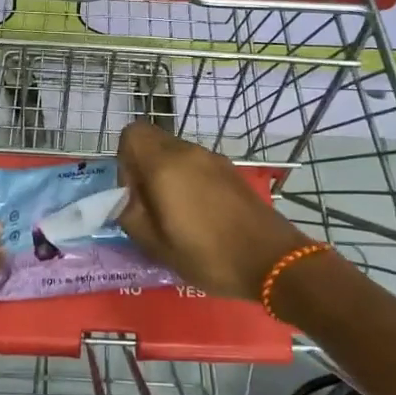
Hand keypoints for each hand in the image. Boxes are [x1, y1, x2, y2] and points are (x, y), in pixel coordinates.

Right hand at [116, 122, 311, 300]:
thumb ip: (129, 215)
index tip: (132, 192)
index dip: (124, 160)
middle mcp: (188, 152)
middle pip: (154, 141)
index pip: (132, 133)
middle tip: (150, 205)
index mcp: (164, 165)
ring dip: (167, 174)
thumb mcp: (155, 245)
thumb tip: (125, 200)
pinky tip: (199, 214)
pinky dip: (188, 180)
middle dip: (143, 167)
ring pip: (175, 153)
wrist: (271, 260)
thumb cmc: (207, 255)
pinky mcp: (230, 171)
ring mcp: (213, 159)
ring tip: (175, 214)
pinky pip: (196, 164)